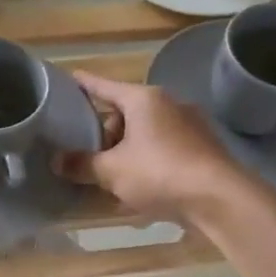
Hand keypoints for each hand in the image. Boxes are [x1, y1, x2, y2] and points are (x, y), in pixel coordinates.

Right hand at [56, 71, 244, 222]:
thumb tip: (56, 160)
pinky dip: (146, 164)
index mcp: (144, 99)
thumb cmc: (159, 173)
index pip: (105, 86)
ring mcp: (189, 127)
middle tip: (87, 155)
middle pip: (125, 113)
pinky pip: (163, 151)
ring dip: (125, 152)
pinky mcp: (201, 150)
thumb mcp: (112, 171)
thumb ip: (82, 164)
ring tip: (108, 176)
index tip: (69, 78)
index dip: (84, 84)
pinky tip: (136, 189)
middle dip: (105, 133)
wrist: (220, 199)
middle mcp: (168, 105)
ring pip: (145, 134)